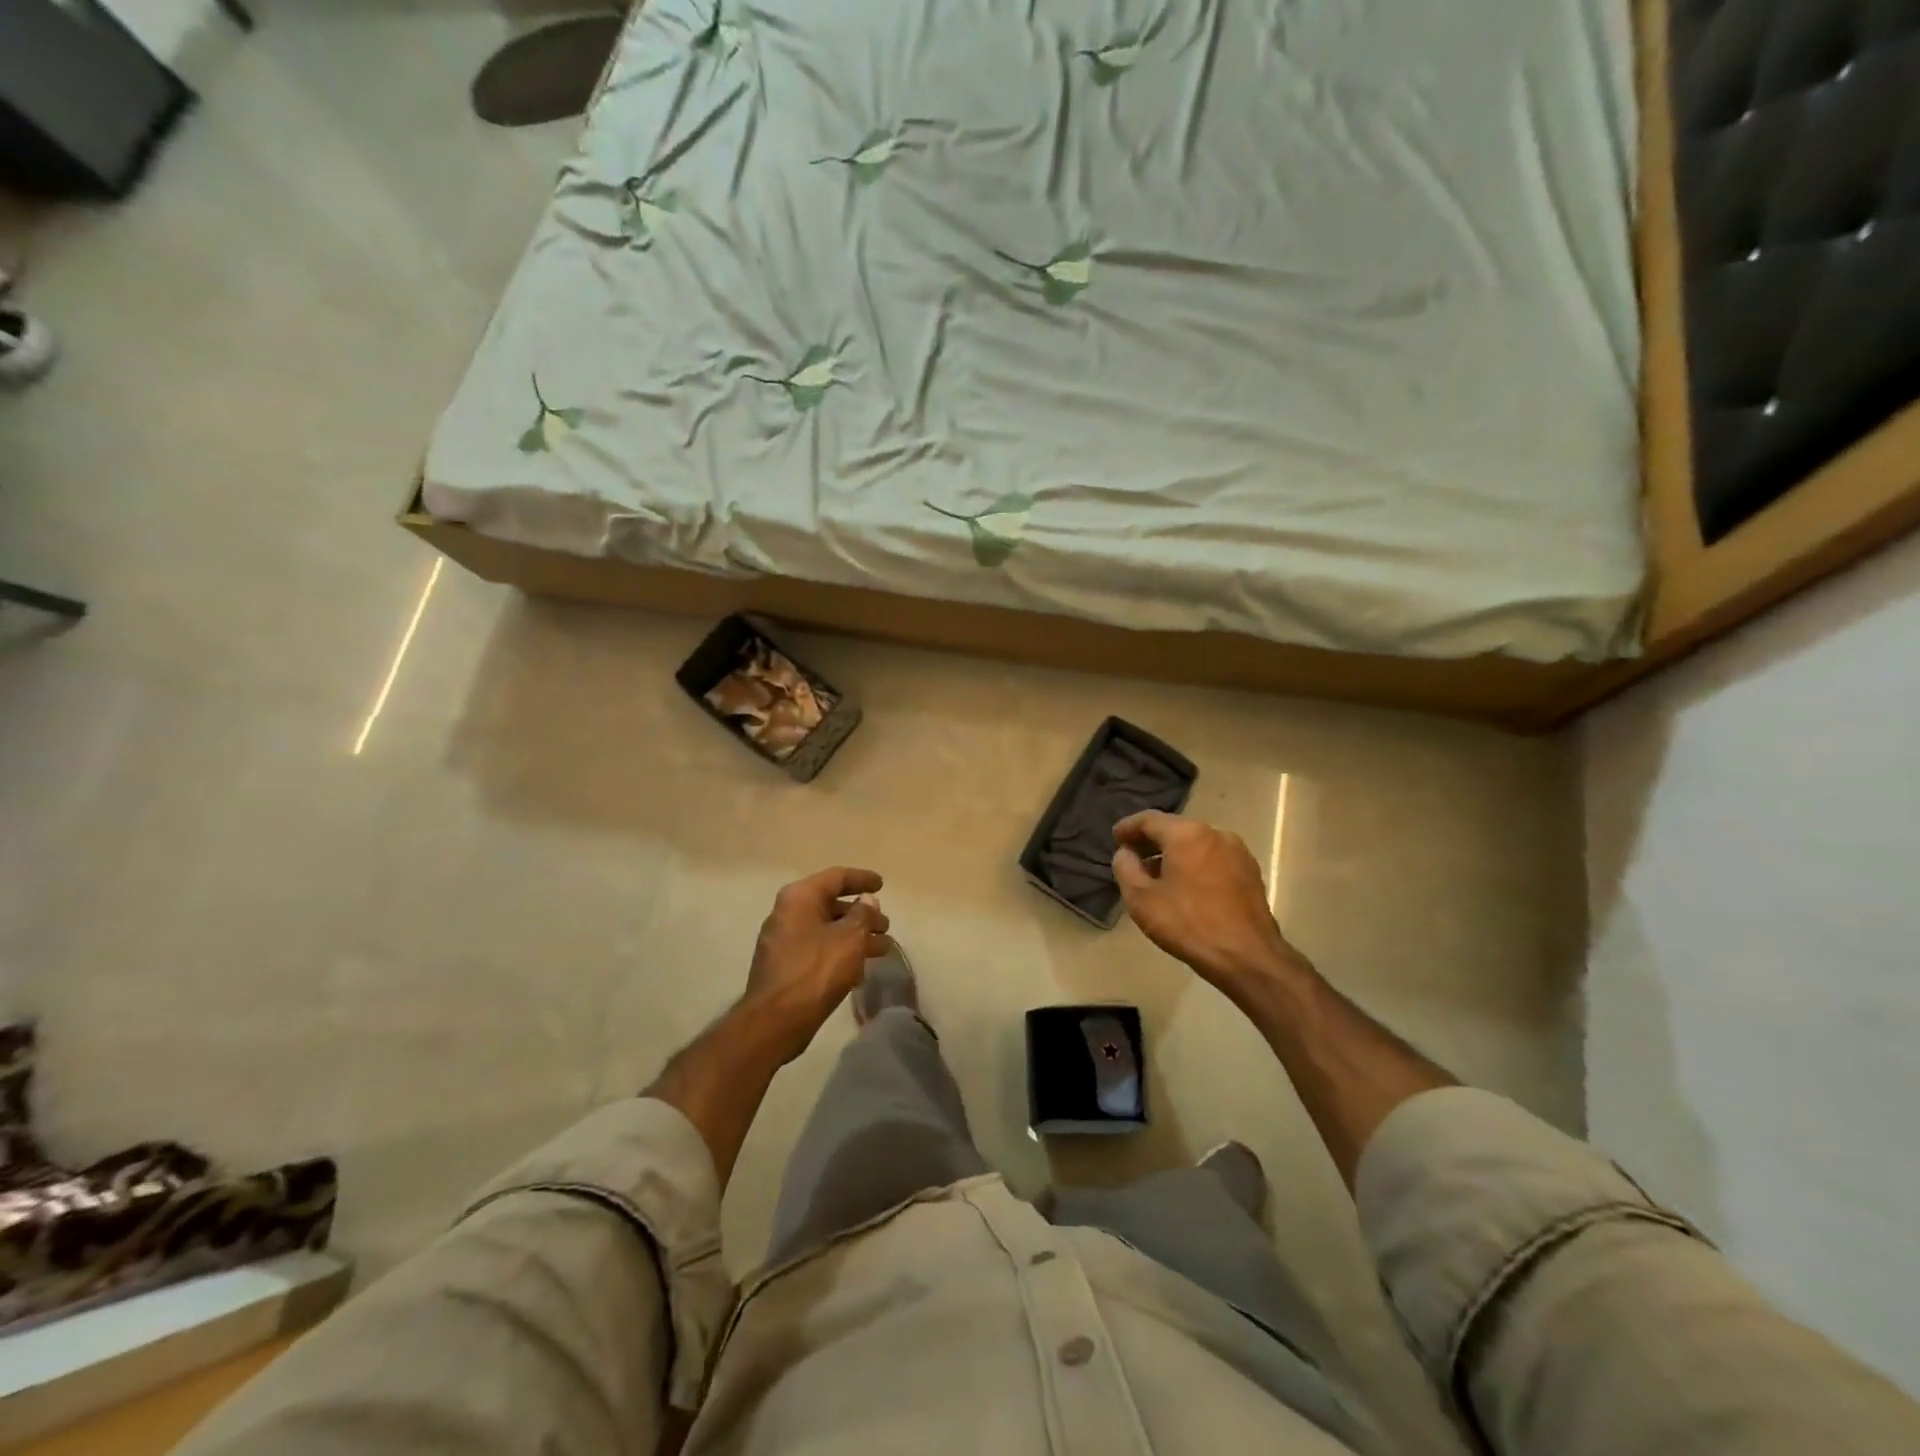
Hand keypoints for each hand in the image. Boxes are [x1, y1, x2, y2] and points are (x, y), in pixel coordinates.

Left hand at [743, 867, 890, 1061]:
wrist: (776, 1020)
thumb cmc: (816, 971)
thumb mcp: (850, 938)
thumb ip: (863, 914)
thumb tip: (867, 900)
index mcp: (800, 897)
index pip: (837, 877)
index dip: (862, 879)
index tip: (882, 885)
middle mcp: (788, 913)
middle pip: (832, 904)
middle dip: (862, 914)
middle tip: (886, 925)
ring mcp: (783, 940)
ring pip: (827, 929)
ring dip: (855, 936)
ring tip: (883, 948)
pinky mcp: (785, 965)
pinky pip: (818, 949)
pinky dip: (840, 952)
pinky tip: (860, 968)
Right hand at [1112, 811, 1305, 991]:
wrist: (1247, 957)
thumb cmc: (1188, 924)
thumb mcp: (1141, 899)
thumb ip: (1125, 868)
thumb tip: (1126, 853)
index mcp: (1186, 834)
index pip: (1149, 819)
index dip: (1128, 827)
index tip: (1115, 839)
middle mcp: (1214, 833)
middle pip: (1175, 829)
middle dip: (1151, 841)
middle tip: (1133, 858)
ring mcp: (1237, 851)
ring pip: (1196, 844)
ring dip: (1174, 854)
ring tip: (1158, 875)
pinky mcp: (1251, 871)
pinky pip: (1213, 858)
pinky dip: (1195, 864)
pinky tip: (1187, 887)